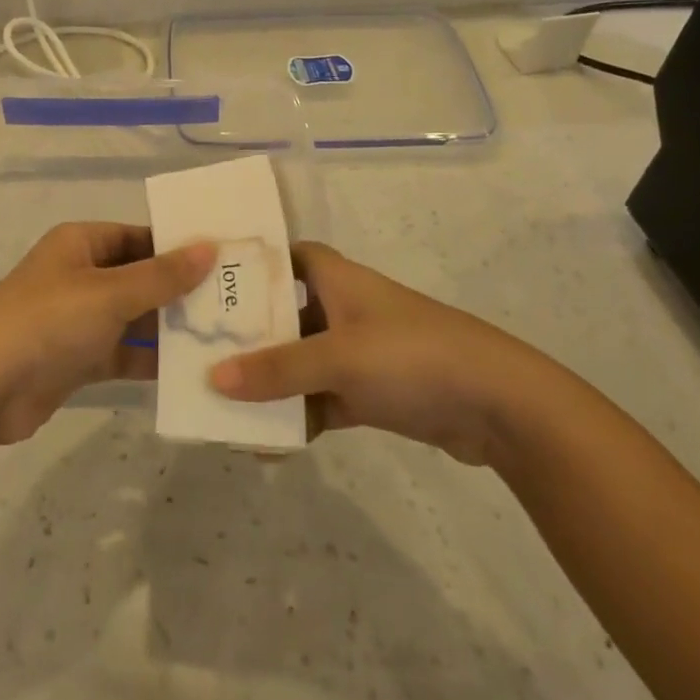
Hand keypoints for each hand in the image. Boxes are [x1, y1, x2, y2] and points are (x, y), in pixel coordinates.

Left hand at [0, 223, 215, 445]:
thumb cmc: (48, 322)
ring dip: (170, 328)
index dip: (179, 247)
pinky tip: (192, 370)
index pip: (140, 236)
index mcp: (81, 244)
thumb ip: (162, 275)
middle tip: (235, 303)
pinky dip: (151, 360)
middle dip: (181, 291)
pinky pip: (124, 352)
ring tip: (224, 337)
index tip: (226, 260)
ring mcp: (79, 319)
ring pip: (135, 317)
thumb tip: (209, 246)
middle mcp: (81, 275)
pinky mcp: (79, 358)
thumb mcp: (109, 293)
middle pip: (140, 277)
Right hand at [207, 242, 562, 465]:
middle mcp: (344, 309)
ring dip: (271, 381)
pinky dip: (299, 416)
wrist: (498, 405)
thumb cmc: (411, 356)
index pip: (289, 255)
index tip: (212, 281)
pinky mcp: (371, 392)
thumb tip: (212, 379)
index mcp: (338, 280)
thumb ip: (276, 369)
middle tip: (201, 350)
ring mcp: (359, 352)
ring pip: (301, 361)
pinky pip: (321, 399)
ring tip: (223, 402)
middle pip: (286, 313)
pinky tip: (268, 443)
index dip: (255, 264)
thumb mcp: (338, 357)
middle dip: (249, 333)